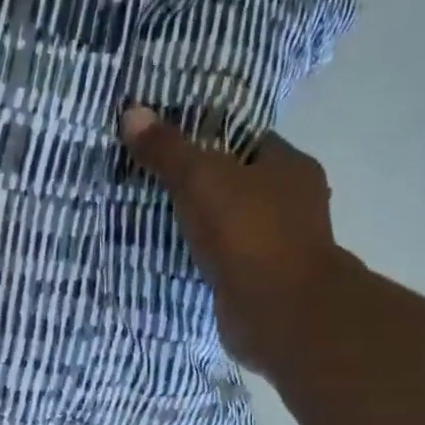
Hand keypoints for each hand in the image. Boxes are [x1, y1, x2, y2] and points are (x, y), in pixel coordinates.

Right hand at [121, 105, 352, 373]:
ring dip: (204, 228)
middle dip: (203, 188)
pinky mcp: (263, 283)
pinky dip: (206, 261)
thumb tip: (131, 111)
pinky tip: (176, 260)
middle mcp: (293, 204)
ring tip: (158, 224)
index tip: (171, 148)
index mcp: (290, 167)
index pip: (248, 142)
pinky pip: (228, 262)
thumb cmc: (248, 233)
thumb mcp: (200, 179)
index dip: (210, 141)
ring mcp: (281, 247)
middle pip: (240, 185)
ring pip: (234, 227)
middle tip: (155, 187)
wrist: (279, 312)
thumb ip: (168, 150)